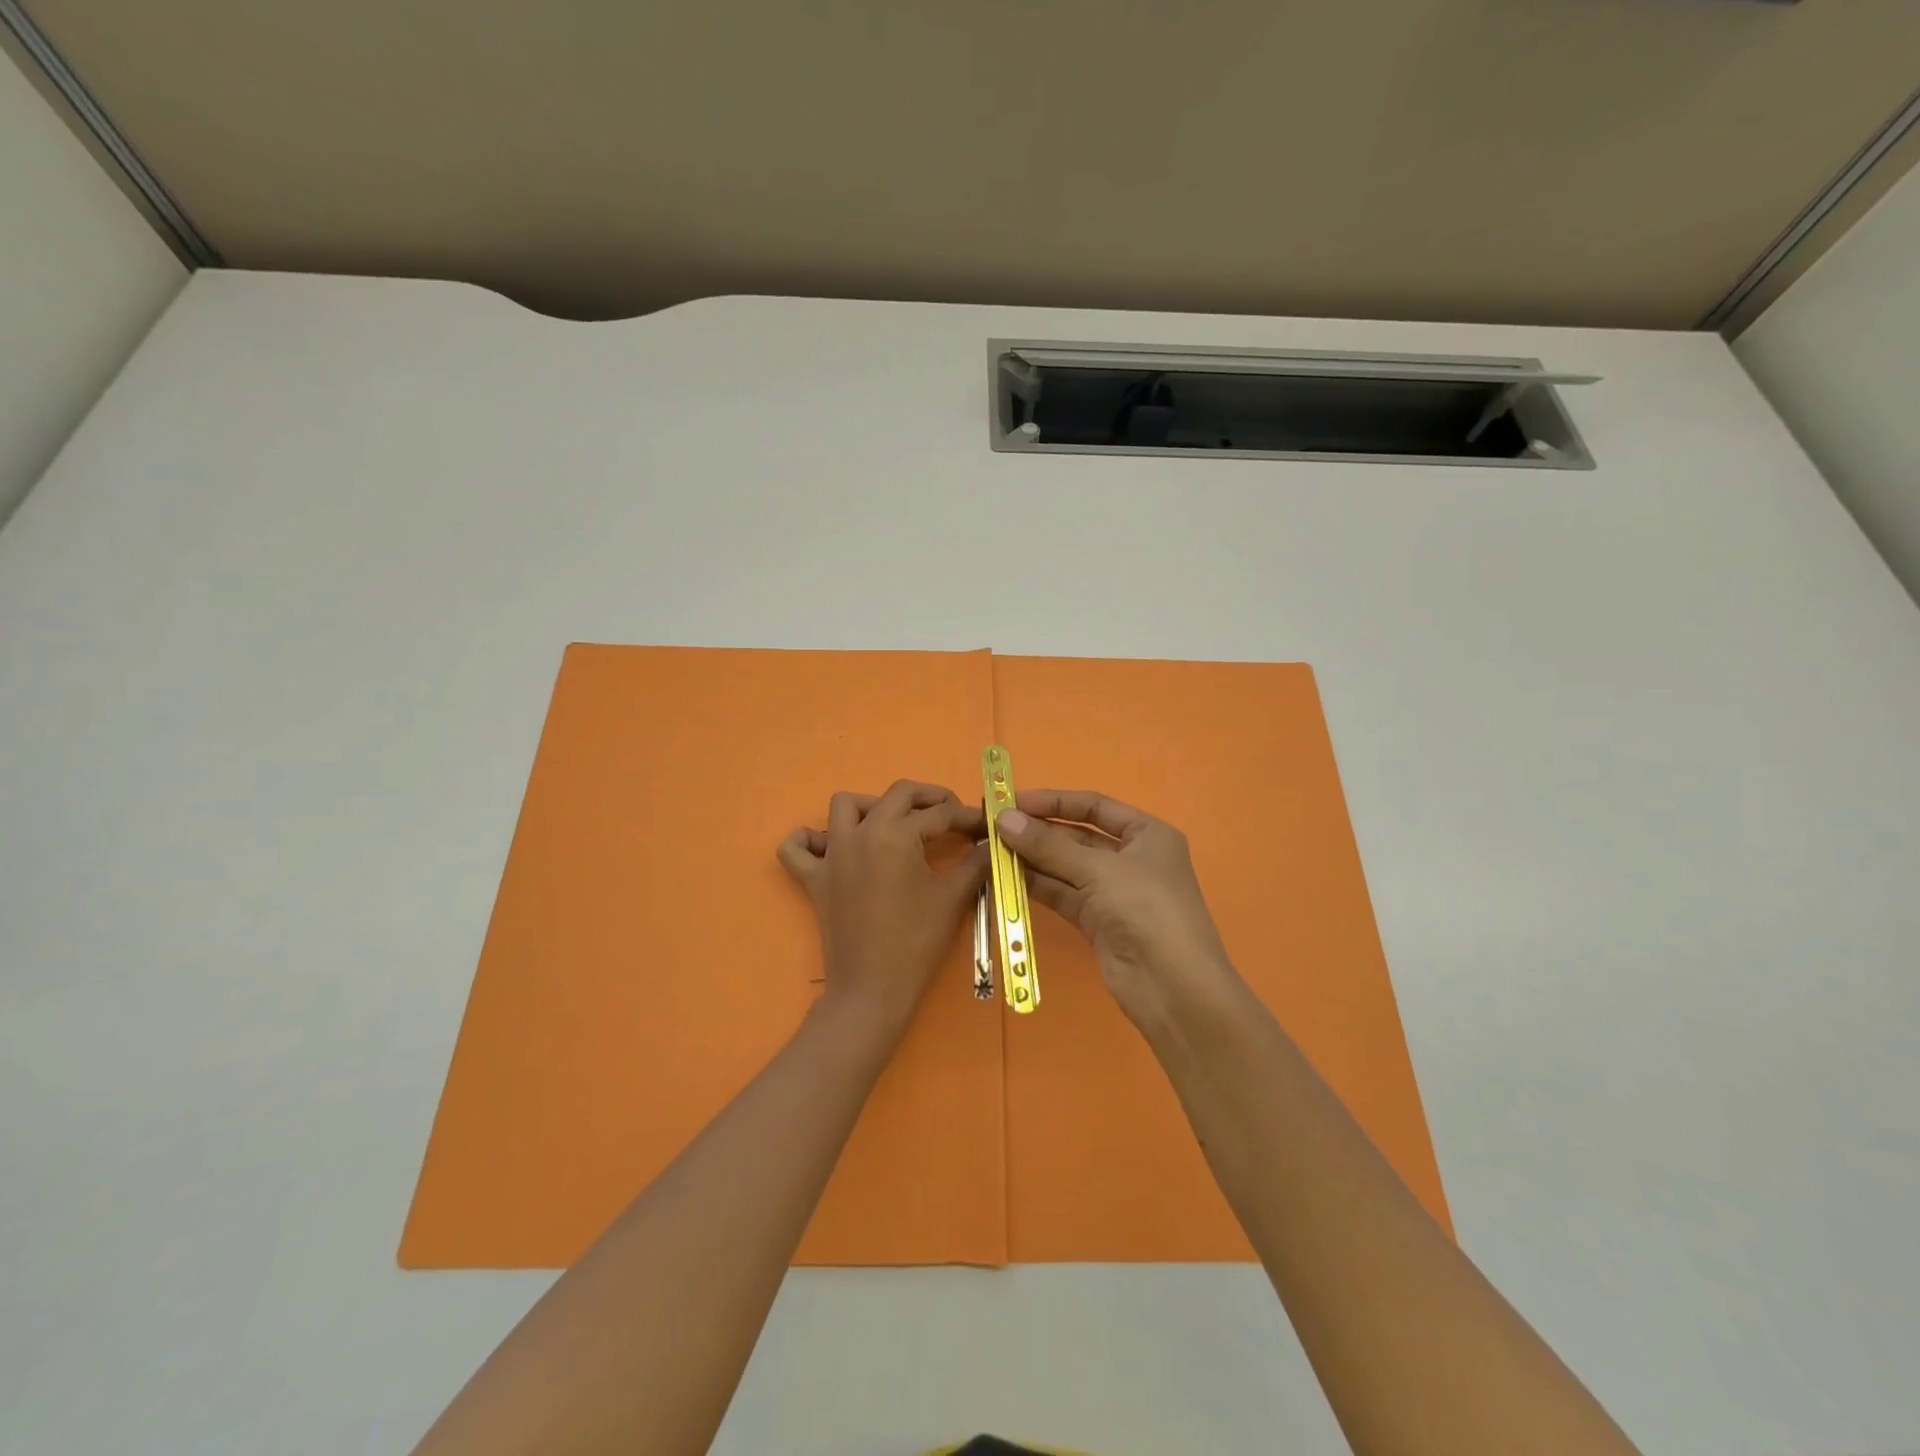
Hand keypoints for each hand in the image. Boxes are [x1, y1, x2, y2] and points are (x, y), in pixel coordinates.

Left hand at [778, 781, 987, 1037]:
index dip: (969, 817)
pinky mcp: (813, 879)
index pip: (940, 814)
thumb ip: (977, 862)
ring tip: (896, 825)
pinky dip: (809, 840)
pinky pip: (797, 848)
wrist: (872, 990)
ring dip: (873, 806)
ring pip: (845, 806)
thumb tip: (993, 842)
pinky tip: (830, 846)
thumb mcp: (953, 897)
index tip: (986, 825)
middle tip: (953, 816)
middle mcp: (860, 833)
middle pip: (898, 794)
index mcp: (896, 834)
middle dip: (930, 798)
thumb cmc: (916, 942)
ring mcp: (832, 855)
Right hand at [995, 789, 1239, 1030]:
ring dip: (1032, 859)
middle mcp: (1131, 859)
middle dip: (1038, 832)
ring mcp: (1114, 892)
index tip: (1013, 801)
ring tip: (992, 850)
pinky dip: (1037, 885)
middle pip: (1077, 837)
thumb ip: (1048, 845)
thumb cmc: (1146, 909)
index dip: (1054, 802)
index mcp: (1147, 834)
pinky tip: (1006, 877)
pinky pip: (1063, 894)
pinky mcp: (1098, 922)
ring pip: (1066, 867)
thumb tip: (1003, 819)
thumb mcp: (1098, 869)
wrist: (1173, 988)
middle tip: (994, 827)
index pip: (1094, 807)